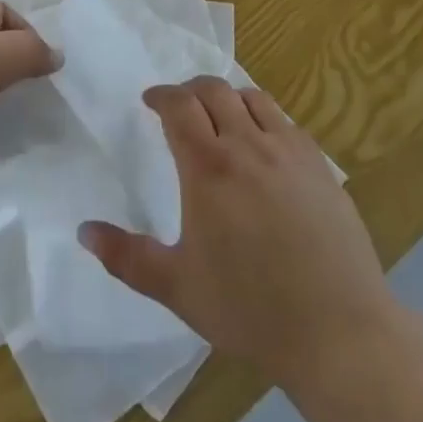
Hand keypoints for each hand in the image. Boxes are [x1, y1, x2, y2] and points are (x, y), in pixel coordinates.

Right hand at [78, 76, 392, 386]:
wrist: (338, 331)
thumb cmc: (250, 309)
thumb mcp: (178, 288)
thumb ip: (126, 257)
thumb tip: (83, 231)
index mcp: (208, 167)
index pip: (179, 105)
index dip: (161, 95)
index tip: (149, 101)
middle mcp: (248, 145)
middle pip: (214, 90)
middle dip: (190, 90)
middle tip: (179, 106)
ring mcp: (289, 151)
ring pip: (252, 98)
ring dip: (228, 98)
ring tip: (220, 118)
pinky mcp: (320, 165)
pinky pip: (285, 122)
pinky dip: (264, 118)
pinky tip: (263, 146)